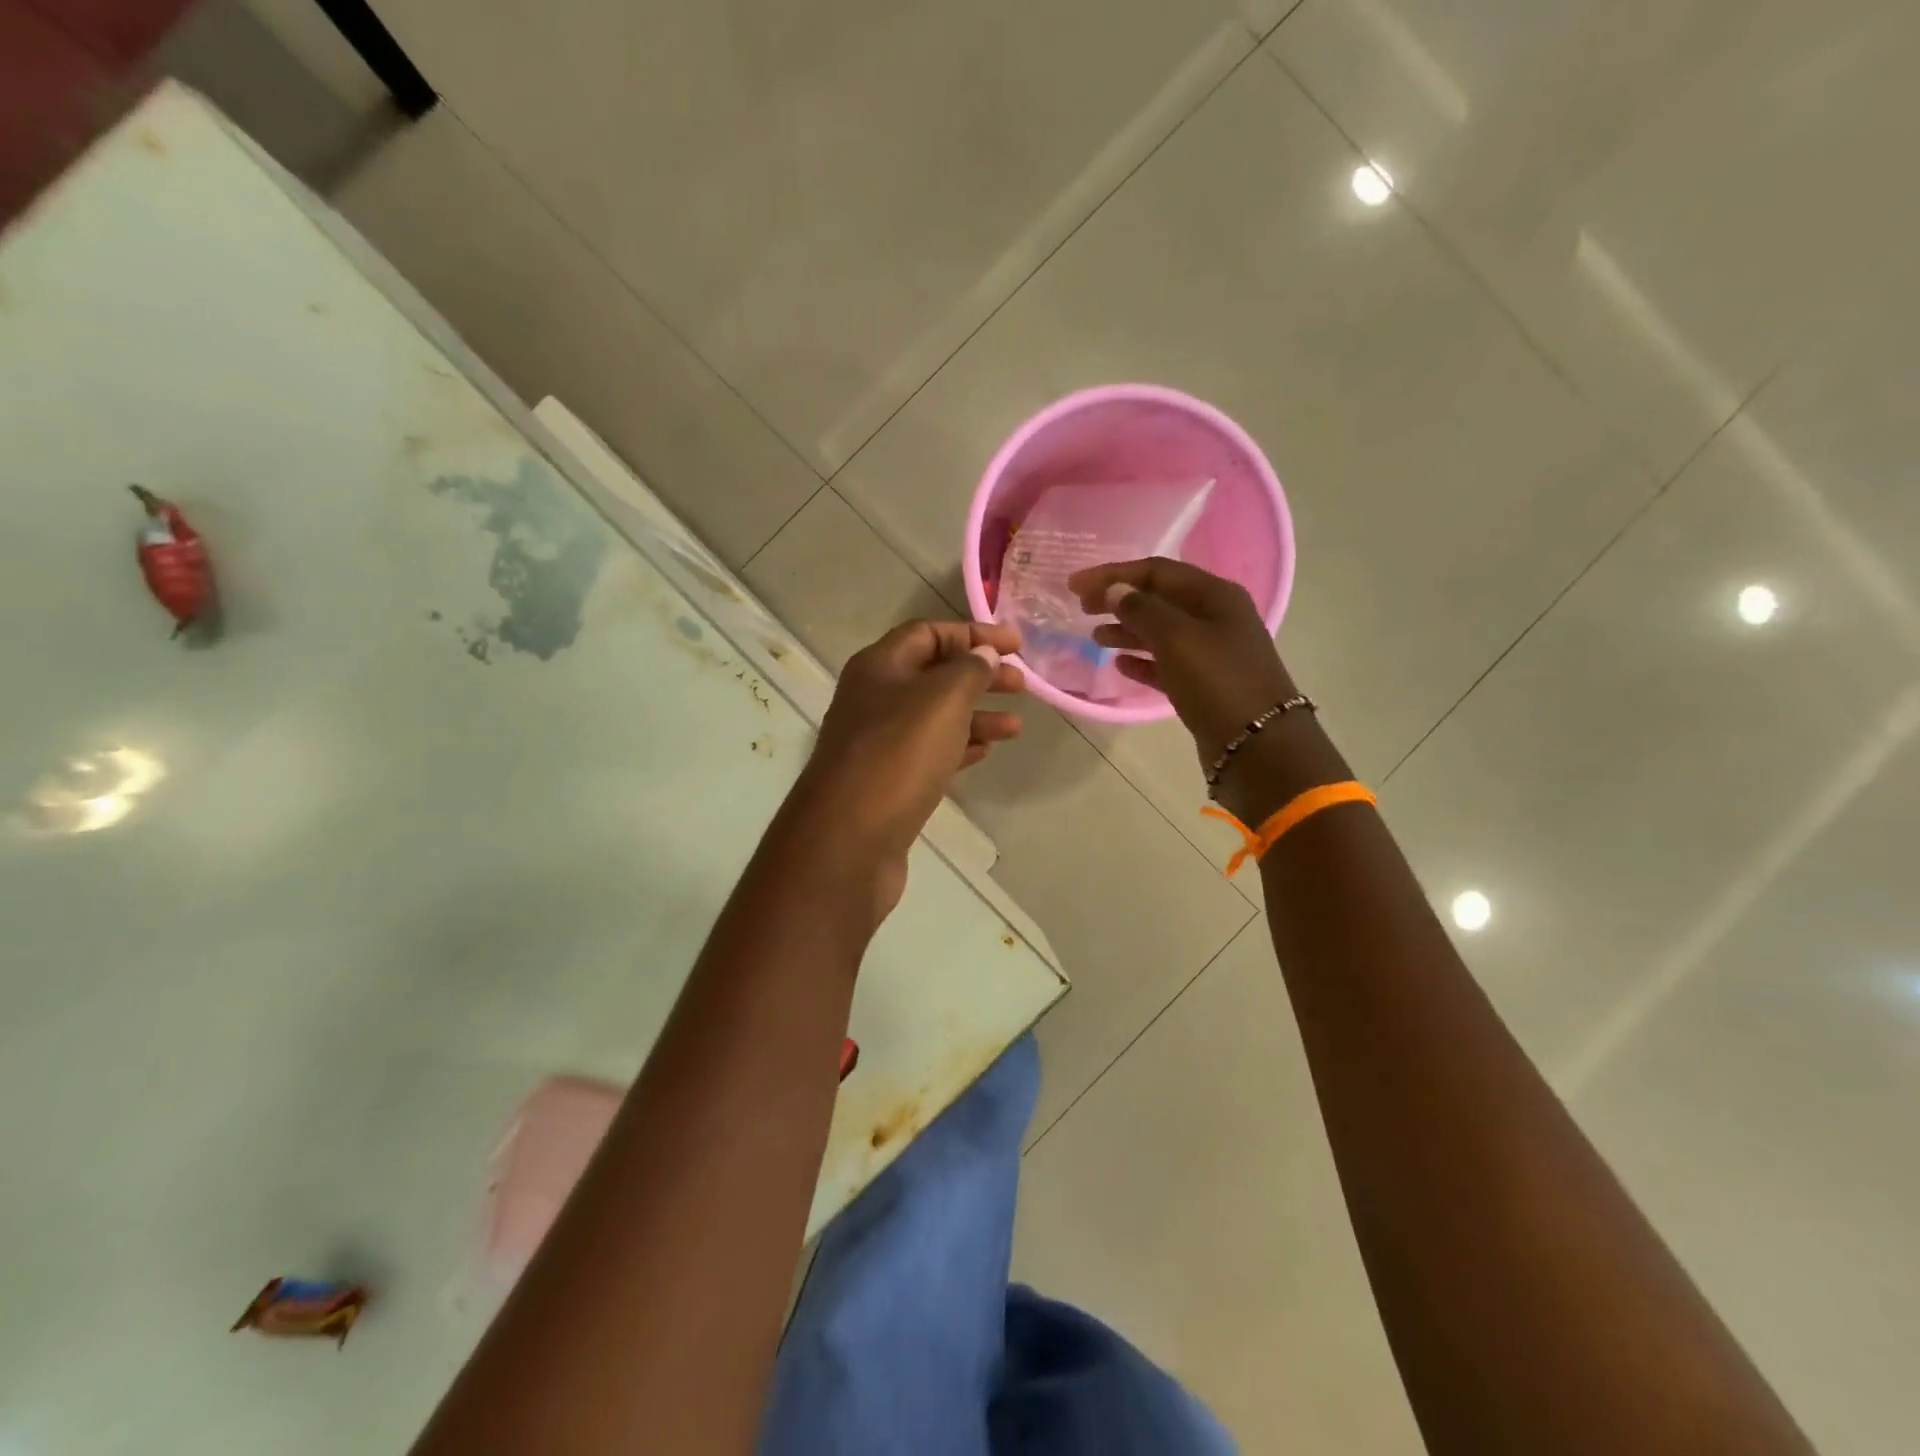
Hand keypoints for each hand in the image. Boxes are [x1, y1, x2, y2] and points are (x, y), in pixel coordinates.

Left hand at [794, 620, 1024, 916]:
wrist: (848, 841)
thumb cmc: (897, 757)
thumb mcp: (942, 701)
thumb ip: (969, 671)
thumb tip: (983, 654)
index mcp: (879, 667)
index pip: (928, 633)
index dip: (973, 634)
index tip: (1016, 646)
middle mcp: (873, 698)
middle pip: (933, 674)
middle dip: (979, 675)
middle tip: (1022, 684)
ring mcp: (878, 743)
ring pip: (934, 717)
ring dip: (976, 715)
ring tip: (1015, 726)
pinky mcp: (887, 781)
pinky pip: (929, 752)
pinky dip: (959, 747)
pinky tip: (985, 753)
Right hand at [1067, 557, 1294, 766]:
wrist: (1258, 746)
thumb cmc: (1217, 682)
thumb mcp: (1176, 638)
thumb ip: (1141, 610)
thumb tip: (1114, 590)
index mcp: (1215, 595)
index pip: (1157, 571)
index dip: (1113, 575)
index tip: (1075, 586)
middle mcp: (1216, 618)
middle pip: (1159, 599)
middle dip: (1119, 601)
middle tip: (1082, 609)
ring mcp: (1212, 652)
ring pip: (1161, 633)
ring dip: (1127, 631)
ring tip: (1096, 638)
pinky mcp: (1204, 685)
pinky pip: (1166, 665)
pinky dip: (1142, 661)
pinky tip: (1120, 666)